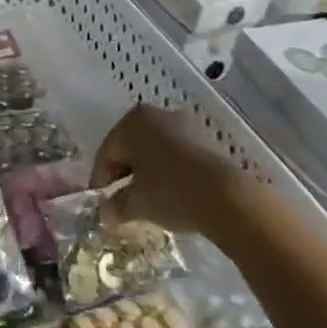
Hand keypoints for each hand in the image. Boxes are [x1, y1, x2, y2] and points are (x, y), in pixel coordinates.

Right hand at [90, 105, 240, 234]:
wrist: (226, 196)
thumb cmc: (171, 192)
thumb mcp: (137, 203)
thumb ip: (116, 206)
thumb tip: (105, 213)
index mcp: (132, 121)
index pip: (107, 152)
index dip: (100, 180)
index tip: (100, 204)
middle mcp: (156, 114)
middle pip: (131, 146)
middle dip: (124, 174)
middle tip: (121, 202)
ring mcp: (183, 123)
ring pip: (155, 149)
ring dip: (148, 172)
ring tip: (148, 200)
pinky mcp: (206, 138)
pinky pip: (177, 154)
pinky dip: (169, 171)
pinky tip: (172, 194)